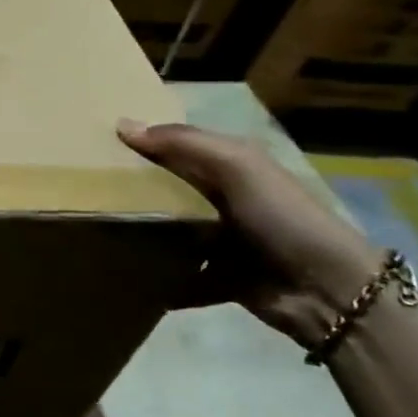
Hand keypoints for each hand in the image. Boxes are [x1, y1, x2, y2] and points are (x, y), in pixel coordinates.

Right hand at [118, 119, 385, 347]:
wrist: (329, 290)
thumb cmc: (282, 215)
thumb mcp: (236, 165)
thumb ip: (182, 142)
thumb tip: (122, 125)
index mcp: (233, 166)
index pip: (179, 146)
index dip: (145, 142)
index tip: (98, 143)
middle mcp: (226, 199)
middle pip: (170, 188)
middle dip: (136, 188)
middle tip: (88, 187)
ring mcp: (224, 241)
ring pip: (171, 231)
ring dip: (144, 233)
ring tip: (100, 229)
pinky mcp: (222, 278)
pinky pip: (181, 276)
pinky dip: (160, 279)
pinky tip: (129, 274)